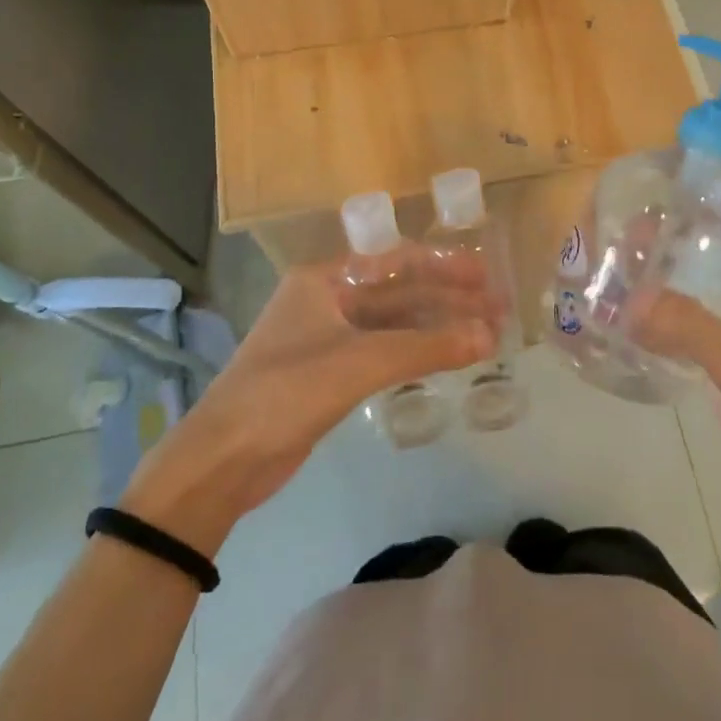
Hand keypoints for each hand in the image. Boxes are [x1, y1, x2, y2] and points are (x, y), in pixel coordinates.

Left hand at [122, 247, 498, 552]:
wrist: (224, 460)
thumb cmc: (286, 392)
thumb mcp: (359, 362)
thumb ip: (426, 347)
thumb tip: (489, 336)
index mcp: (324, 280)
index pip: (395, 260)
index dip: (443, 267)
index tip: (485, 277)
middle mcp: (327, 300)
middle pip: (398, 292)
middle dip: (447, 299)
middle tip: (497, 308)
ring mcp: (328, 338)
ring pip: (394, 325)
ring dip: (436, 328)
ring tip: (484, 334)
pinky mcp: (330, 374)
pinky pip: (384, 353)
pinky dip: (416, 353)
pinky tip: (447, 357)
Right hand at [635, 231, 720, 528]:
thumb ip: (691, 329)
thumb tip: (628, 300)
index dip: (696, 209)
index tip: (647, 200)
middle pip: (711, 258)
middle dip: (667, 247)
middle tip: (614, 239)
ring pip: (699, 295)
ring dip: (662, 286)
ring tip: (611, 273)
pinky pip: (692, 331)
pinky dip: (663, 323)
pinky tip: (626, 322)